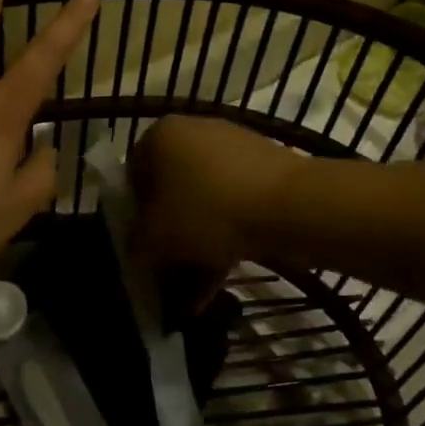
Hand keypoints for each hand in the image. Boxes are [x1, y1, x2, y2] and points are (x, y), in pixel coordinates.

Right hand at [129, 115, 296, 280]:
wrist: (292, 205)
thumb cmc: (209, 210)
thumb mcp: (157, 236)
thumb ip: (136, 244)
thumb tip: (136, 250)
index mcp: (161, 134)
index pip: (133, 175)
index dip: (134, 216)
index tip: (143, 249)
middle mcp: (193, 132)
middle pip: (170, 190)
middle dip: (169, 236)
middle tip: (168, 274)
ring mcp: (233, 148)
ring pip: (203, 202)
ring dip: (196, 246)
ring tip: (195, 293)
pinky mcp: (263, 169)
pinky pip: (232, 205)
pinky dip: (225, 238)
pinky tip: (222, 282)